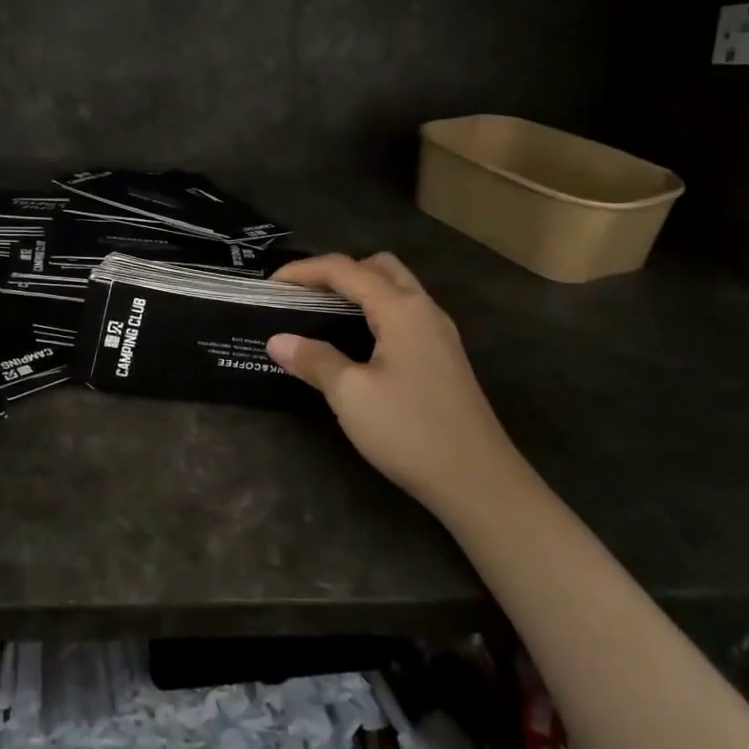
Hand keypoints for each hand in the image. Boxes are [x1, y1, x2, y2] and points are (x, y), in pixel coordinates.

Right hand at [267, 253, 510, 508]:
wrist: (479, 482)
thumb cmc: (410, 430)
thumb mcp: (351, 395)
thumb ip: (314, 360)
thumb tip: (277, 340)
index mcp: (401, 309)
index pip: (345, 269)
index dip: (304, 270)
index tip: (270, 285)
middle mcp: (424, 310)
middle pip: (378, 267)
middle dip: (337, 271)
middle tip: (303, 295)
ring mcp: (439, 334)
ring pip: (396, 289)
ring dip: (359, 290)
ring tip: (323, 314)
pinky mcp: (443, 357)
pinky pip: (404, 314)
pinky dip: (374, 311)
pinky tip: (357, 342)